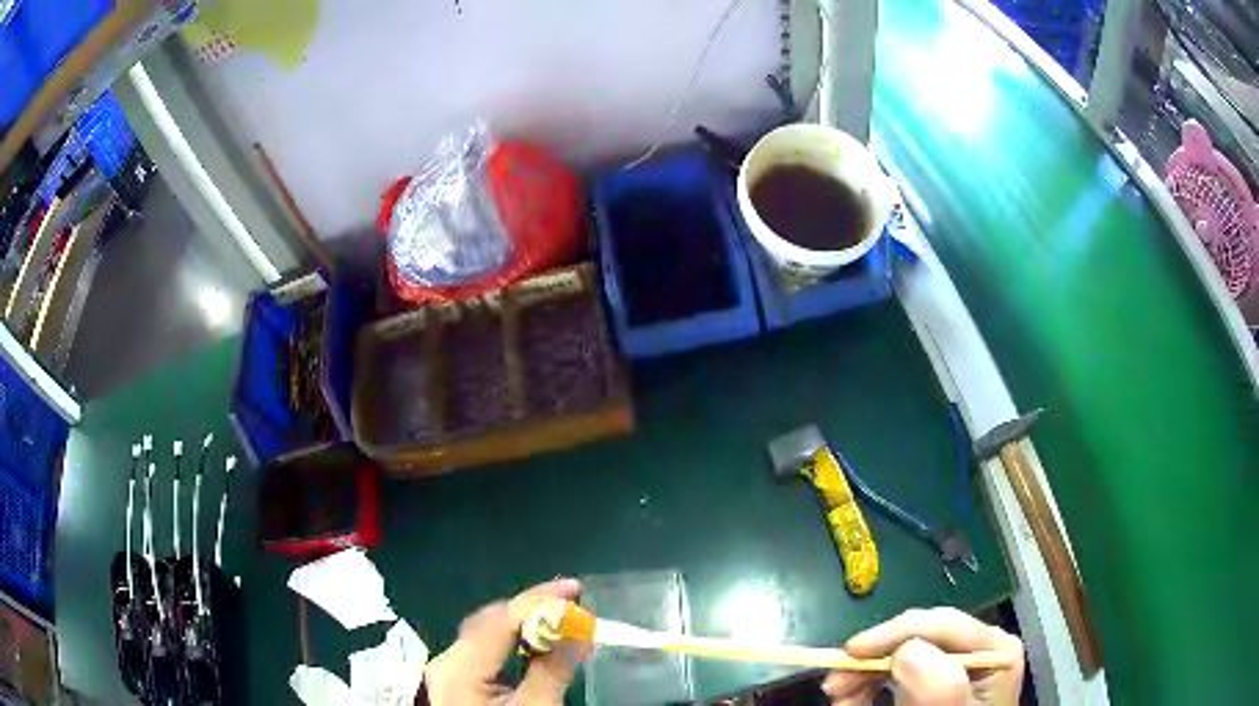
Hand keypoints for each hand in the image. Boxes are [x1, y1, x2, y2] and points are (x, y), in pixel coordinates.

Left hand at [424, 579, 583, 705]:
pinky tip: (534, 643)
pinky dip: (512, 640)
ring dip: (523, 623)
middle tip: (571, 603)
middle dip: (530, 608)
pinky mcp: (457, 679)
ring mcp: (448, 670)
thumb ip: (553, 671)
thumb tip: (579, 630)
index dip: (536, 600)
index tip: (574, 589)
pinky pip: (484, 648)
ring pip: (486, 632)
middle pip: (488, 621)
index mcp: (458, 668)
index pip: (498, 620)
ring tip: (559, 617)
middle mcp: (447, 661)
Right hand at [822, 607, 1024, 705]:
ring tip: (840, 699)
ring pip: (900, 655)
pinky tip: (854, 702)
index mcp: (992, 648)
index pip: (940, 624)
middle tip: (835, 685)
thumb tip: (905, 650)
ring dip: (864, 675)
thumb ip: (941, 685)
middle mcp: (976, 649)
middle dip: (872, 659)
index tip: (850, 653)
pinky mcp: (933, 683)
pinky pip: (895, 674)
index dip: (893, 633)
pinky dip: (869, 686)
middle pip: (916, 638)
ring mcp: (954, 667)